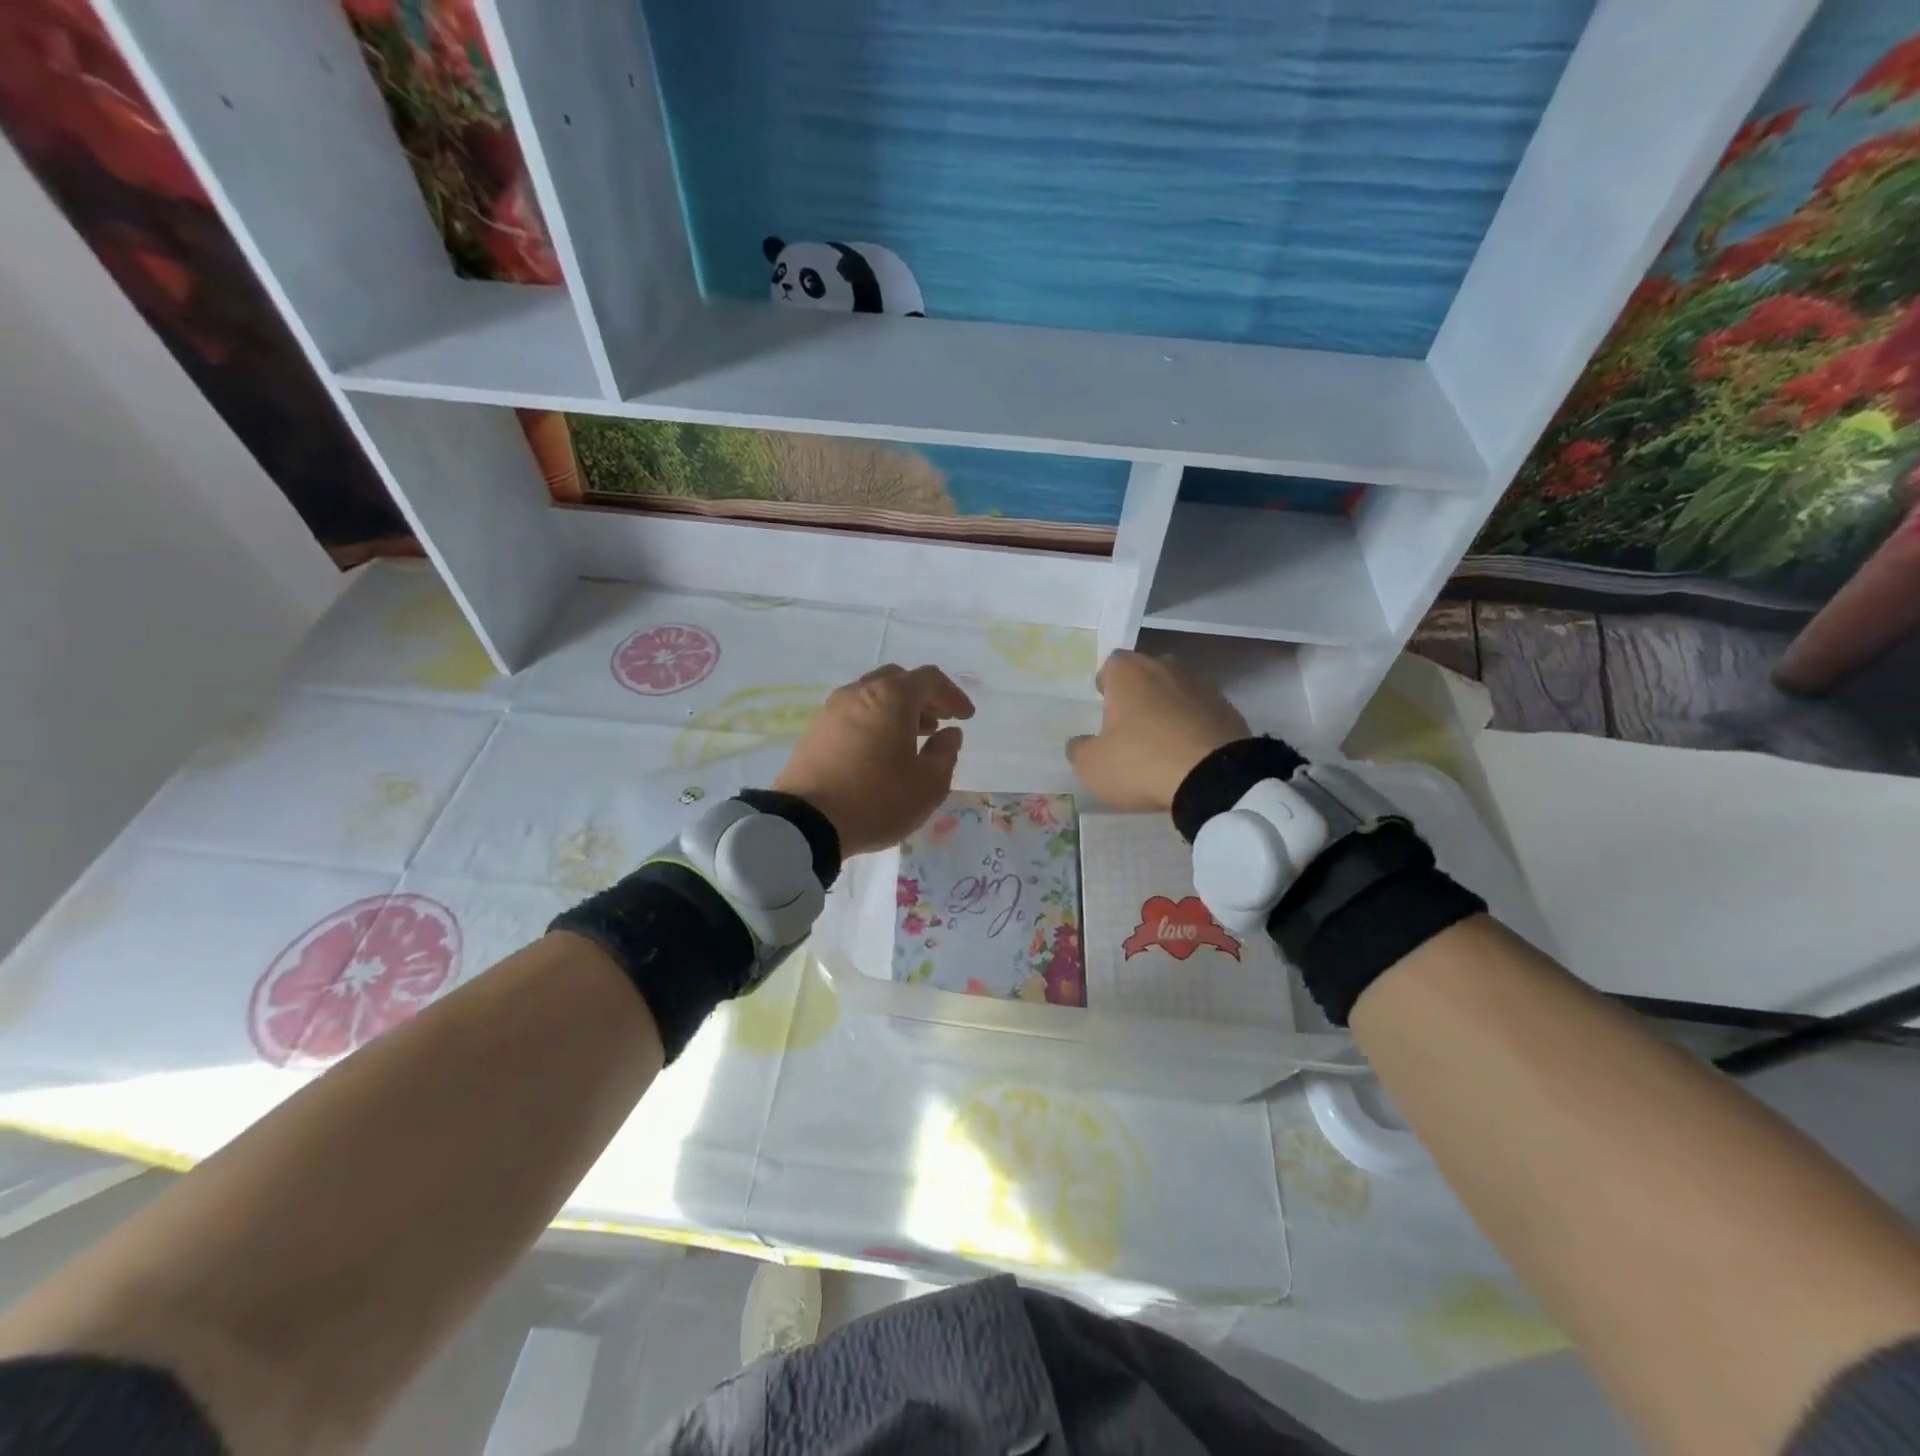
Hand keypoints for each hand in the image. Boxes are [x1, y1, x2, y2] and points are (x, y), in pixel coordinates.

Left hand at [774, 665, 975, 855]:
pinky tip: (880, 750)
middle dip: (923, 698)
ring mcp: (832, 709)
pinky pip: (853, 713)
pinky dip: (874, 720)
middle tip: (939, 723)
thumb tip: (949, 734)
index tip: (965, 717)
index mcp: (892, 697)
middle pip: (898, 680)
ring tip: (912, 738)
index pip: (930, 679)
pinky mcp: (815, 730)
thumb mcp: (928, 784)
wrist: (806, 822)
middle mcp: (860, 692)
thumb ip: (945, 753)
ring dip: (897, 710)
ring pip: (873, 694)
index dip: (953, 695)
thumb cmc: (877, 800)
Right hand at [1066, 649, 1249, 810]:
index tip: (1104, 706)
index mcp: (1129, 673)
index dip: (1106, 683)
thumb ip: (1079, 749)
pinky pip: (1200, 712)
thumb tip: (1080, 743)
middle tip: (1129, 723)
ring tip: (1160, 740)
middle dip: (1138, 692)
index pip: (1112, 663)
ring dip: (1167, 708)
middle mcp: (1166, 669)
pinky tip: (1187, 752)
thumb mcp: (1092, 766)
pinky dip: (1192, 725)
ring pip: (1176, 690)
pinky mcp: (1228, 710)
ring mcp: (1202, 687)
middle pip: (1147, 672)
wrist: (1214, 779)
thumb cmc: (1141, 762)